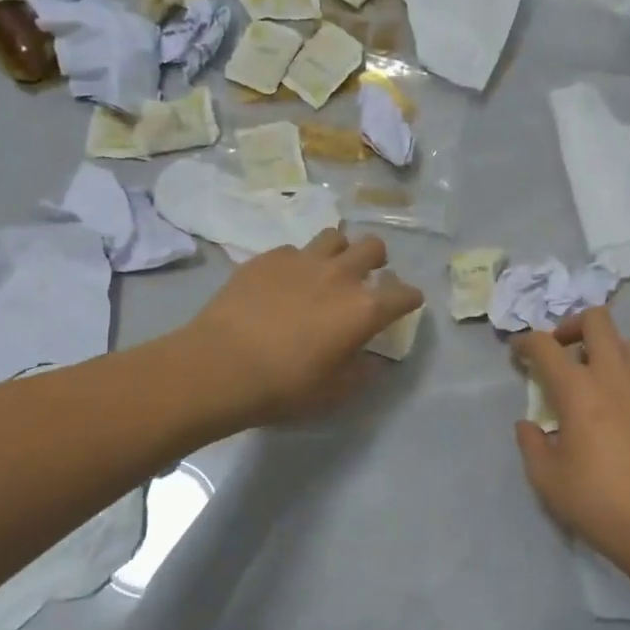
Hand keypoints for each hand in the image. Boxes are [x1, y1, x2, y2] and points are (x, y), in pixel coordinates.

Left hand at [185, 228, 423, 425]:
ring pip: (334, 236)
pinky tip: (285, 282)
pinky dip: (298, 263)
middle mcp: (340, 275)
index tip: (407, 303)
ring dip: (339, 251)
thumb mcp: (334, 392)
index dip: (410, 298)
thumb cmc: (284, 387)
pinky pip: (294, 250)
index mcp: (364, 309)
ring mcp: (302, 260)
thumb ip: (362, 371)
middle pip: (374, 247)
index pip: (404, 293)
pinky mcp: (268, 258)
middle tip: (367, 277)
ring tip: (328, 269)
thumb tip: (372, 359)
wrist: (219, 366)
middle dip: (377, 260)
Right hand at [514, 308, 629, 566]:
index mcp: (579, 390)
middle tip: (561, 352)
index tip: (517, 351)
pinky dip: (628, 383)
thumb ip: (532, 444)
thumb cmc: (599, 502)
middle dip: (572, 326)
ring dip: (606, 350)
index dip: (525, 342)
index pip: (545, 346)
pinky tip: (623, 416)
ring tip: (595, 379)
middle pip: (597, 321)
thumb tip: (529, 426)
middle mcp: (615, 377)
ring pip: (628, 344)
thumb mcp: (547, 479)